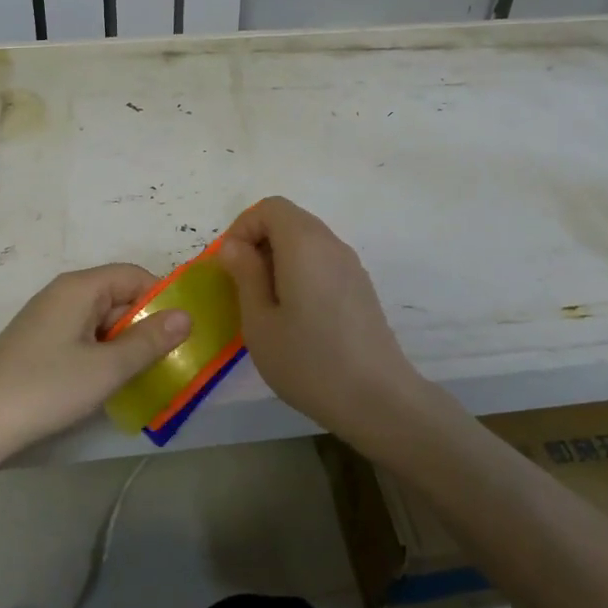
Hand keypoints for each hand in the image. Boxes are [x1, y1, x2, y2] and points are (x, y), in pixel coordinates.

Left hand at [0, 264, 190, 457]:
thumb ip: (149, 340)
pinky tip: (109, 384)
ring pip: (100, 321)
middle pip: (117, 297)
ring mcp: (47, 320)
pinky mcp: (37, 346)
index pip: (133, 275)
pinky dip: (102, 355)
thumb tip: (186, 315)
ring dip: (125, 343)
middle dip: (145, 324)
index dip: (162, 297)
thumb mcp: (107, 368)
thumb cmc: (46, 388)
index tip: (184, 330)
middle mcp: (62, 295)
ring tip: (147, 375)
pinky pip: (82, 339)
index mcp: (79, 288)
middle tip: (171, 359)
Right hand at [217, 197, 428, 444]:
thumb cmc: (308, 361)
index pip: (269, 208)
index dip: (242, 228)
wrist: (377, 399)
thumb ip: (245, 275)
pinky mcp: (361, 287)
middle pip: (289, 220)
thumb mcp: (259, 322)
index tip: (230, 266)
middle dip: (258, 243)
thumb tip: (234, 247)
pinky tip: (296, 315)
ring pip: (306, 241)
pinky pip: (322, 262)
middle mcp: (331, 244)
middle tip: (242, 286)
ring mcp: (351, 265)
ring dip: (279, 259)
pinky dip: (300, 272)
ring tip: (266, 304)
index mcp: (304, 244)